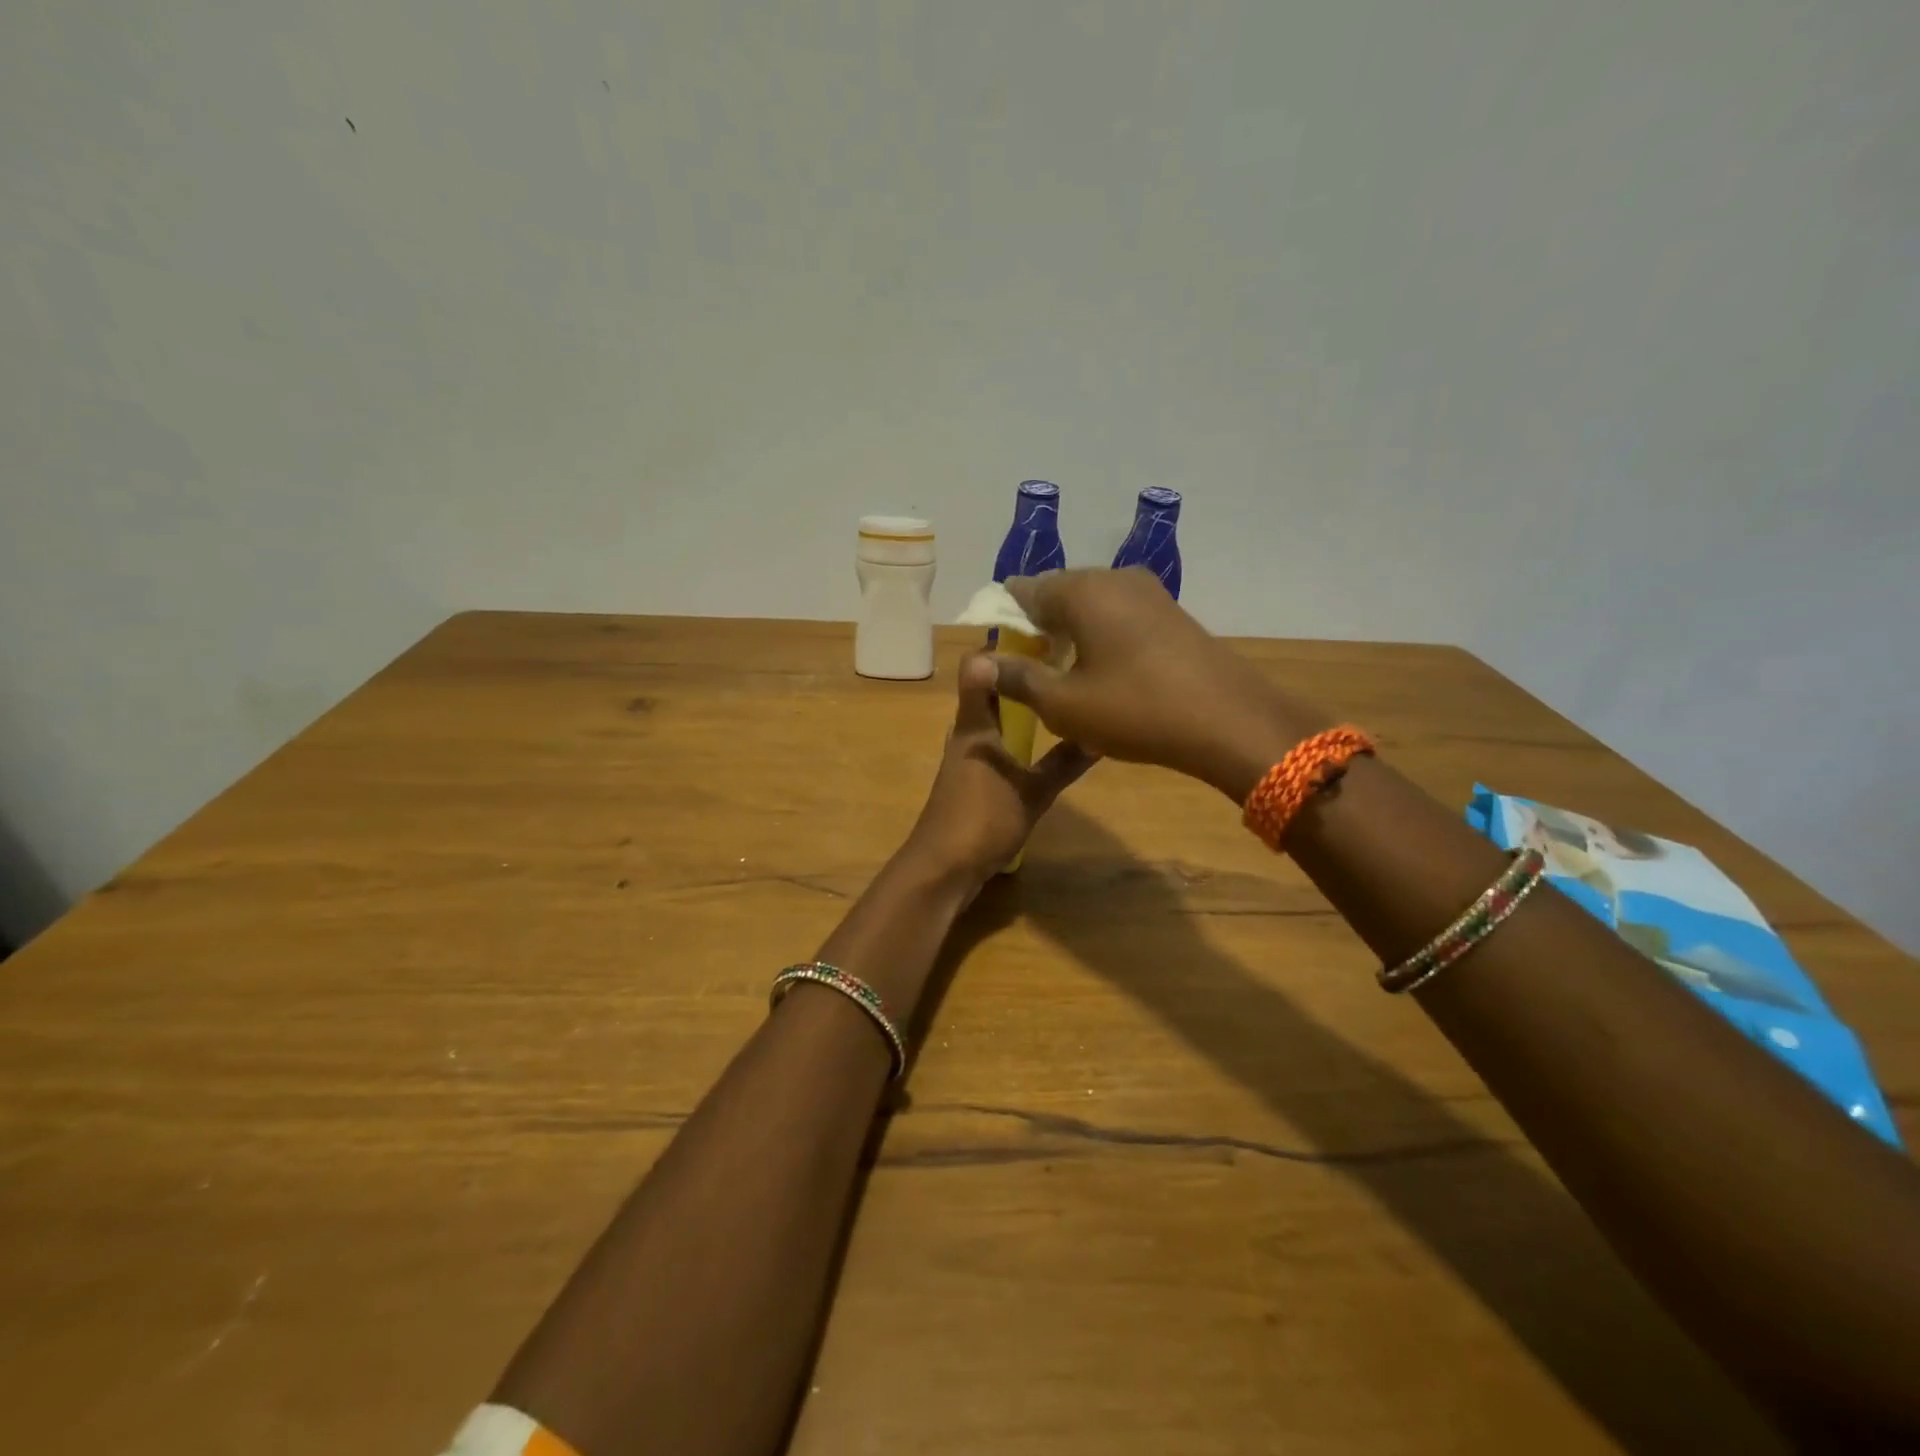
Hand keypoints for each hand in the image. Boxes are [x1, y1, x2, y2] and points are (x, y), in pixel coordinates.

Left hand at [904, 652, 1095, 881]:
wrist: (942, 868)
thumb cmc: (983, 821)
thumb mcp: (1033, 792)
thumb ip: (1064, 762)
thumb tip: (1099, 732)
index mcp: (976, 725)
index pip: (980, 667)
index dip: (1006, 647)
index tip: (1044, 633)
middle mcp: (967, 733)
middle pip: (990, 691)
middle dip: (1022, 676)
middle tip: (1064, 664)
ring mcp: (966, 757)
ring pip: (993, 719)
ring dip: (1020, 707)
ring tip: (1059, 698)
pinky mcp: (969, 780)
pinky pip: (995, 744)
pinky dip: (1015, 736)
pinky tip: (1041, 746)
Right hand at [993, 568, 1329, 801]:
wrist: (1229, 722)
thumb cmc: (1135, 710)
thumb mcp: (1063, 704)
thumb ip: (1015, 678)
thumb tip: (975, 662)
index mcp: (1081, 590)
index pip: (1022, 591)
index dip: (1004, 622)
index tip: (1000, 656)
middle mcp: (1113, 577)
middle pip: (1058, 594)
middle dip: (1038, 628)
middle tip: (1031, 672)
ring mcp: (1149, 591)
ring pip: (1091, 605)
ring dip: (1071, 634)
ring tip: (1065, 676)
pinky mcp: (1172, 612)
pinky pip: (1120, 614)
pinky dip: (1102, 636)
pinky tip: (1105, 672)